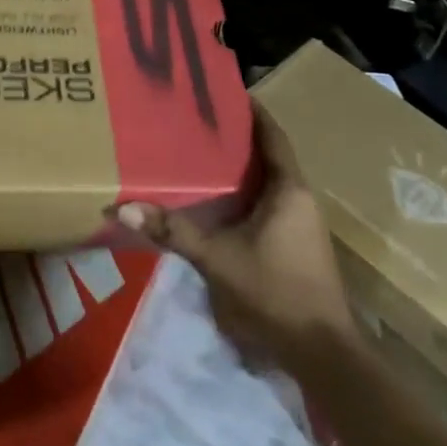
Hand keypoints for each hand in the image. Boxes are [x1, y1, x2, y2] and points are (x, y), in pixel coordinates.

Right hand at [118, 100, 353, 362]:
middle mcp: (300, 198)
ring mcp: (301, 223)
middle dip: (237, 136)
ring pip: (268, 180)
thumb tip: (123, 207)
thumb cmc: (275, 292)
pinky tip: (217, 198)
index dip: (252, 111)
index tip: (223, 90)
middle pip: (268, 154)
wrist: (323, 355)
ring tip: (200, 150)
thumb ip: (173, 231)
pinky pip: (268, 202)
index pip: (272, 135)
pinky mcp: (296, 244)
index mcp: (289, 190)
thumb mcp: (218, 259)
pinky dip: (244, 192)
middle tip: (198, 118)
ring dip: (241, 166)